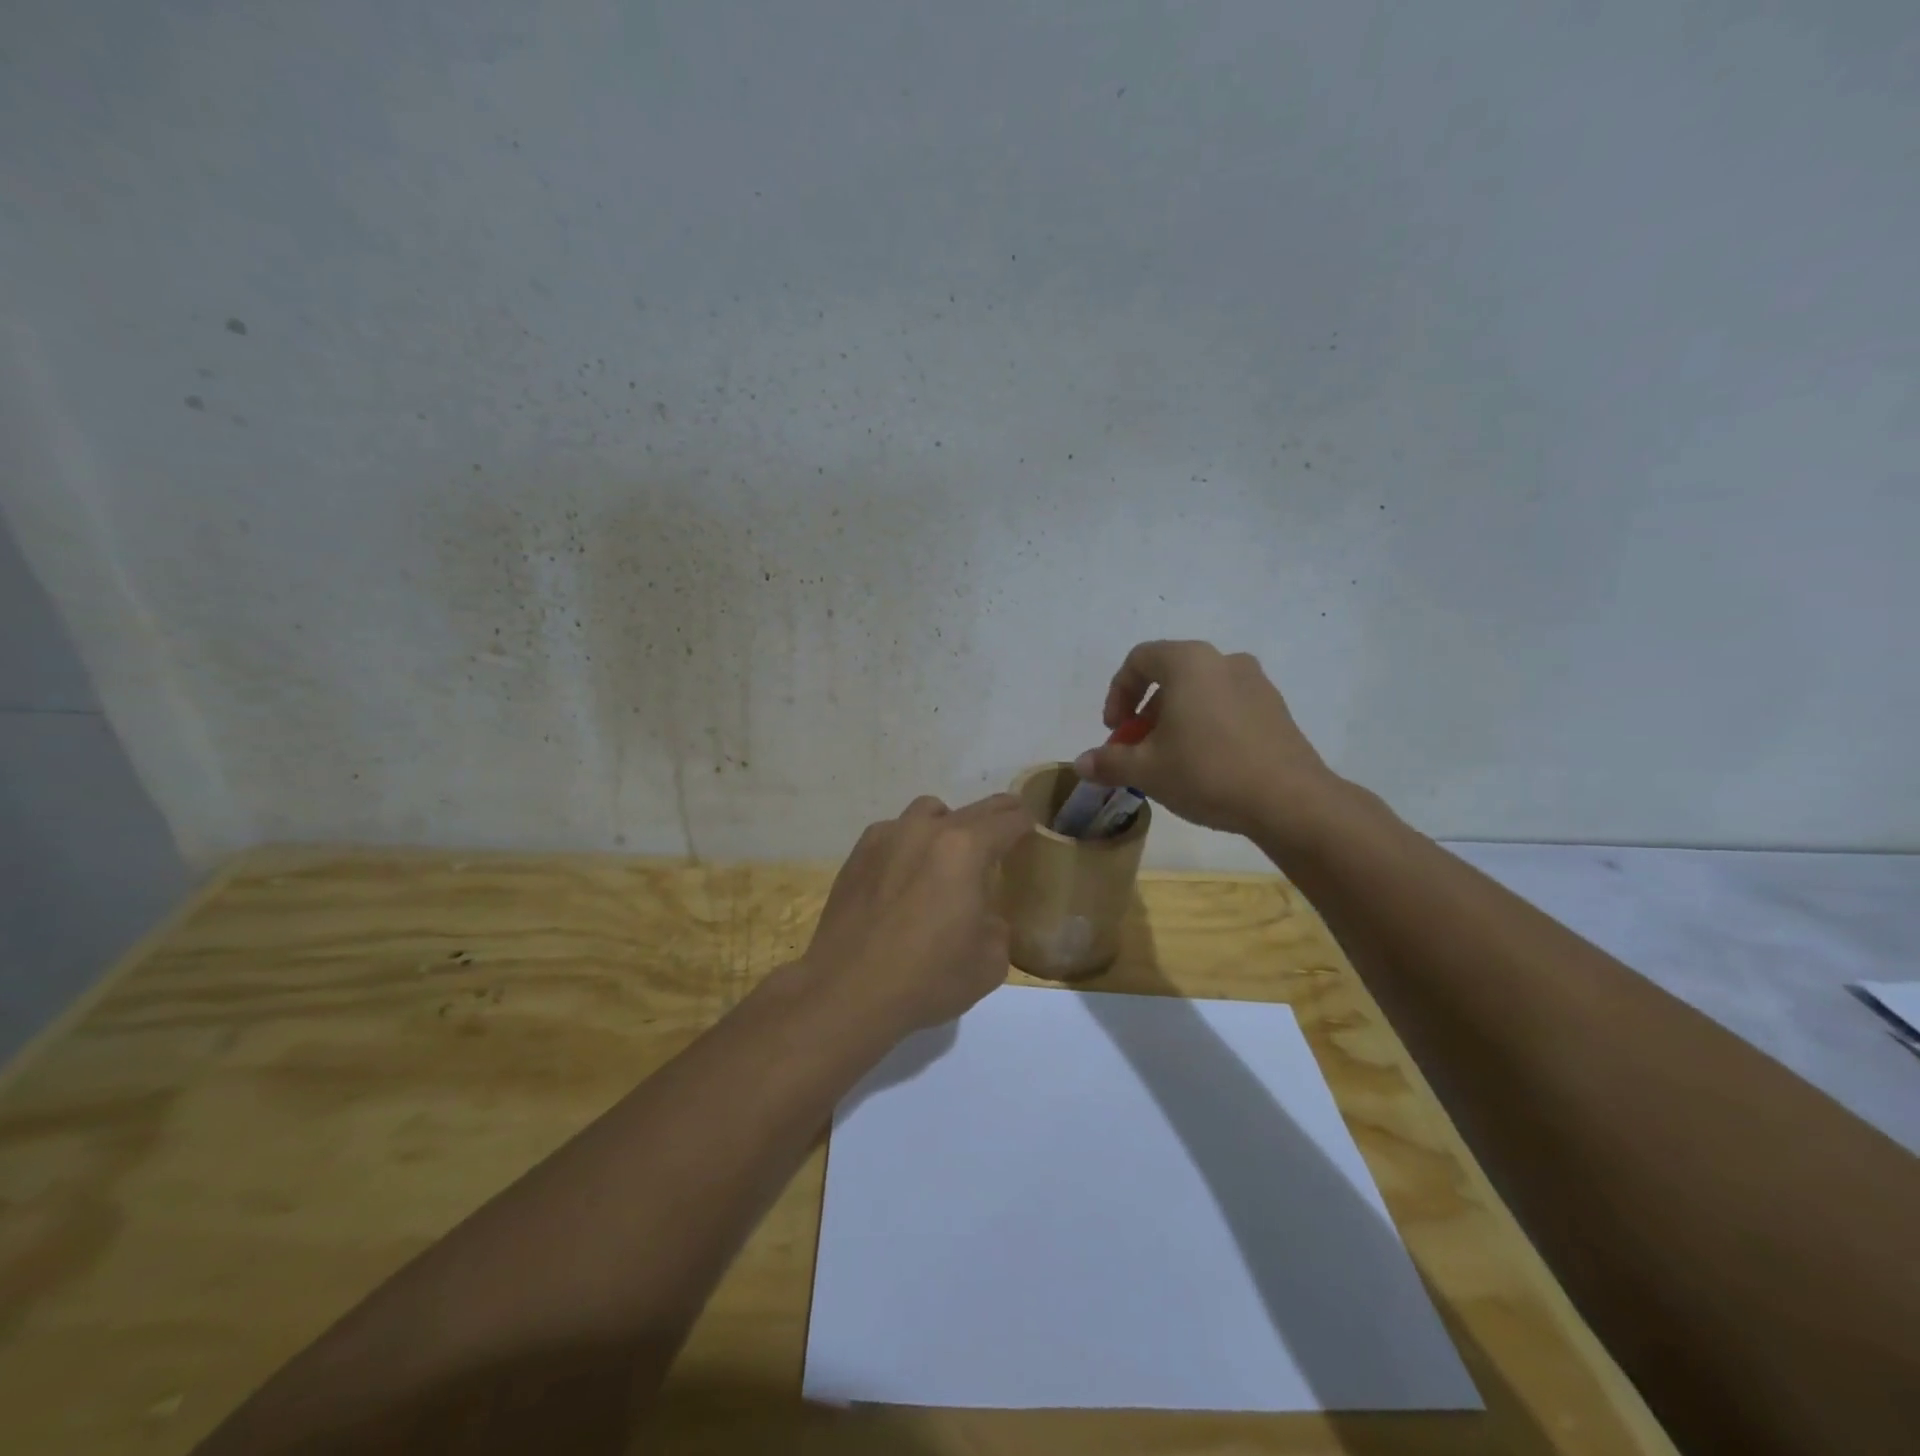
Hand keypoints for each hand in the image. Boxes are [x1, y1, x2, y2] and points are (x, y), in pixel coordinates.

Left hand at [801, 792, 1031, 1034]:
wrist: (847, 991)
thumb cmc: (927, 977)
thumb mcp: (989, 963)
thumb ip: (997, 927)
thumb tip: (985, 917)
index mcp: (965, 849)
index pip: (1007, 820)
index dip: (1025, 822)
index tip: (1031, 828)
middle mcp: (926, 830)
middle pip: (972, 809)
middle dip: (994, 816)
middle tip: (1005, 828)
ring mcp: (887, 837)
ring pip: (927, 812)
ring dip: (947, 824)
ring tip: (948, 853)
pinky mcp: (857, 854)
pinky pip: (894, 832)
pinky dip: (909, 842)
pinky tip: (905, 873)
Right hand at [1075, 640, 1348, 840]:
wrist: (1290, 801)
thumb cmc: (1207, 772)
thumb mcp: (1147, 770)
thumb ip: (1109, 761)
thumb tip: (1082, 763)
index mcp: (1189, 662)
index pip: (1139, 660)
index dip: (1117, 693)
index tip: (1114, 730)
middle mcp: (1224, 660)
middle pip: (1170, 676)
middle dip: (1145, 713)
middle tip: (1137, 750)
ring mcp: (1256, 684)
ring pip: (1200, 693)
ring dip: (1175, 720)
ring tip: (1170, 760)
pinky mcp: (1276, 709)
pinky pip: (1227, 707)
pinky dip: (1206, 726)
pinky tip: (1205, 765)